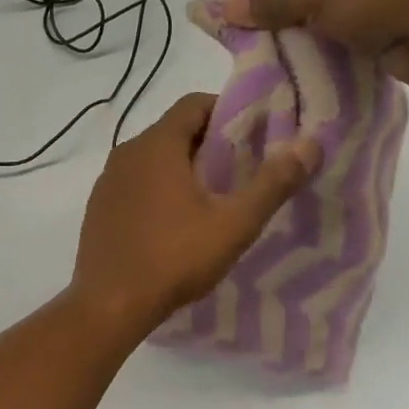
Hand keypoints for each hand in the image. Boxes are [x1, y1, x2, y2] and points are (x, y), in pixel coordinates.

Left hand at [71, 94, 318, 334]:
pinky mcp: (98, 207)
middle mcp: (126, 152)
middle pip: (174, 130)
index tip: (254, 135)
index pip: (194, 103)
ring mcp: (107, 181)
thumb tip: (310, 144)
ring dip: (183, 168)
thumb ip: (272, 183)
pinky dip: (158, 188)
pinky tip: (175, 222)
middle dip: (209, 143)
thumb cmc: (173, 258)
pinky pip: (135, 183)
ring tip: (212, 198)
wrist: (109, 305)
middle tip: (241, 170)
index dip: (226, 111)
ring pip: (153, 159)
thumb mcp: (233, 224)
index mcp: (156, 145)